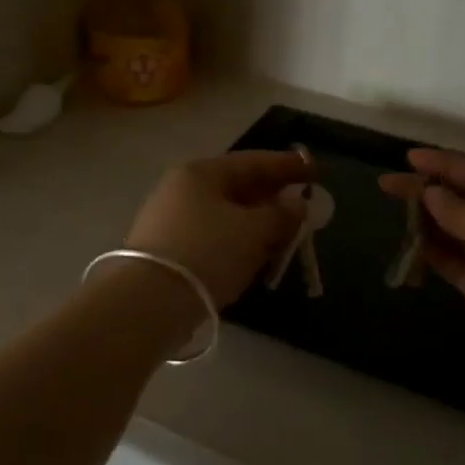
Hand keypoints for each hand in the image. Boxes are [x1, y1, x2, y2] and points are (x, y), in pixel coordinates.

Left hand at [125, 151, 312, 307]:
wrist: (149, 302)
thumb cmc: (207, 252)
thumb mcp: (252, 231)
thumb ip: (281, 215)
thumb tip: (298, 204)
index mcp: (201, 173)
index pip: (253, 161)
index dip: (287, 166)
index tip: (315, 171)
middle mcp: (182, 189)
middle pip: (237, 186)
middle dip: (272, 194)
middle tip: (303, 202)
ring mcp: (171, 220)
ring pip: (225, 213)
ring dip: (257, 220)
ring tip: (285, 231)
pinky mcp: (168, 251)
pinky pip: (214, 236)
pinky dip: (239, 240)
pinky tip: (255, 253)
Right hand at [381, 149, 464, 390]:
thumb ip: (459, 209)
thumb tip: (431, 193)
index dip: (443, 164)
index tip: (408, 157)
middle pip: (463, 201)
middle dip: (427, 191)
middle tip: (387, 184)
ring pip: (454, 232)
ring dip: (427, 221)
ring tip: (394, 212)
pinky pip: (452, 263)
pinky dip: (431, 253)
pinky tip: (409, 246)